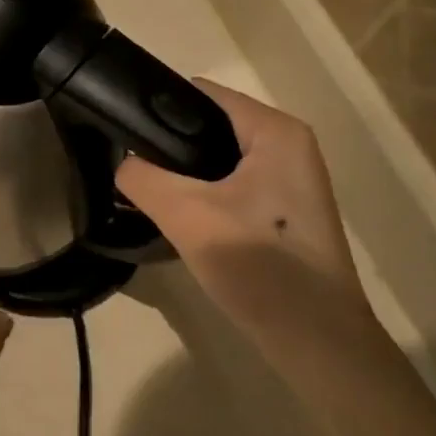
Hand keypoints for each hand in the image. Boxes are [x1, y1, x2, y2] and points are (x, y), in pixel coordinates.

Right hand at [117, 81, 376, 354]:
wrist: (315, 341)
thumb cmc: (258, 265)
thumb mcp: (185, 215)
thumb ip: (142, 178)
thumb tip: (122, 164)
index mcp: (275, 131)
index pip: (201, 93)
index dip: (157, 108)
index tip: (120, 134)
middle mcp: (288, 145)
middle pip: (208, 126)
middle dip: (168, 146)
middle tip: (131, 174)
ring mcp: (290, 180)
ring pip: (217, 159)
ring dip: (183, 175)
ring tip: (147, 197)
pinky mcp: (283, 212)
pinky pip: (230, 186)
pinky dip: (202, 196)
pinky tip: (180, 221)